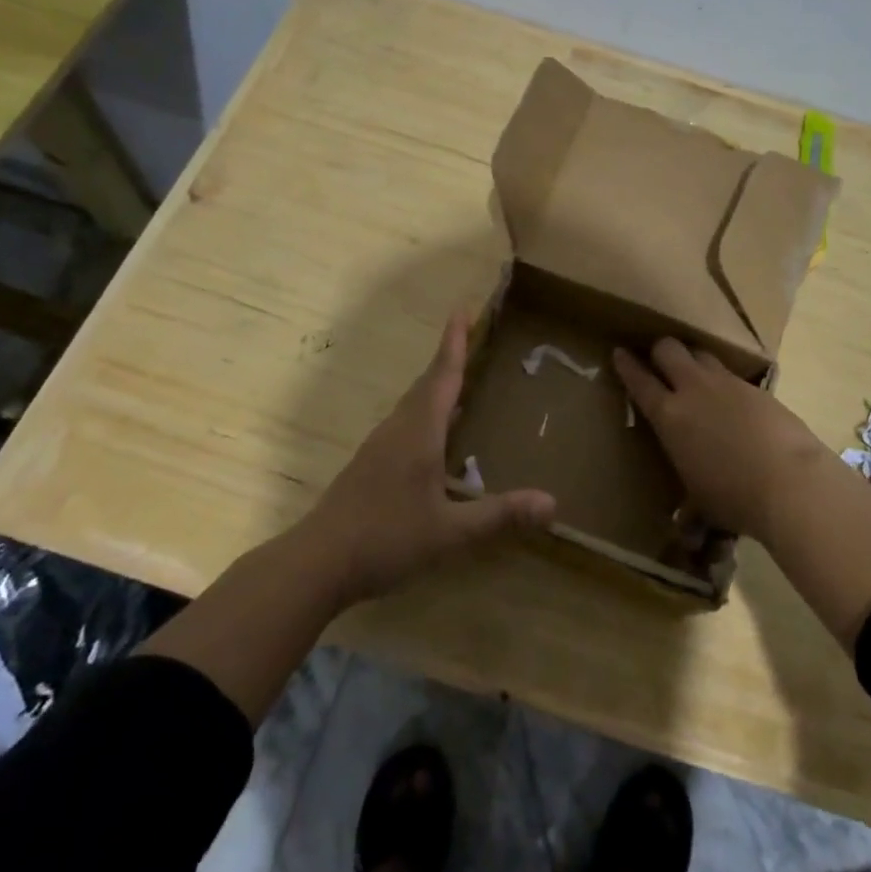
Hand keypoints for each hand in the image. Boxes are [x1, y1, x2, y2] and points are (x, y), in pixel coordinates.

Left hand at [302, 311, 556, 606]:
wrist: (317, 562)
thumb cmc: (386, 538)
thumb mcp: (450, 532)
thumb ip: (499, 515)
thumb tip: (552, 503)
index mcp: (419, 432)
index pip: (442, 376)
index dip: (454, 343)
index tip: (462, 309)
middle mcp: (398, 430)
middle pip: (426, 385)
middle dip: (448, 360)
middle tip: (469, 339)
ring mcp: (379, 447)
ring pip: (412, 405)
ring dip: (435, 387)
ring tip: (459, 383)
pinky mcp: (369, 466)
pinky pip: (404, 424)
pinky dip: (425, 414)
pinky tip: (434, 436)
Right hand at [613, 339, 829, 543]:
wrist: (790, 482)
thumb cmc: (734, 498)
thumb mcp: (702, 505)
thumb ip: (689, 509)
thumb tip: (686, 528)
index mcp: (669, 416)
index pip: (639, 380)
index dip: (626, 365)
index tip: (619, 352)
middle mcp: (694, 389)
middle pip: (668, 348)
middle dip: (660, 351)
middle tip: (659, 361)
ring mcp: (727, 384)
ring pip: (701, 353)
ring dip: (693, 360)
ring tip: (695, 375)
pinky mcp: (757, 388)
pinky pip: (732, 376)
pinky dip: (725, 384)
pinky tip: (733, 403)